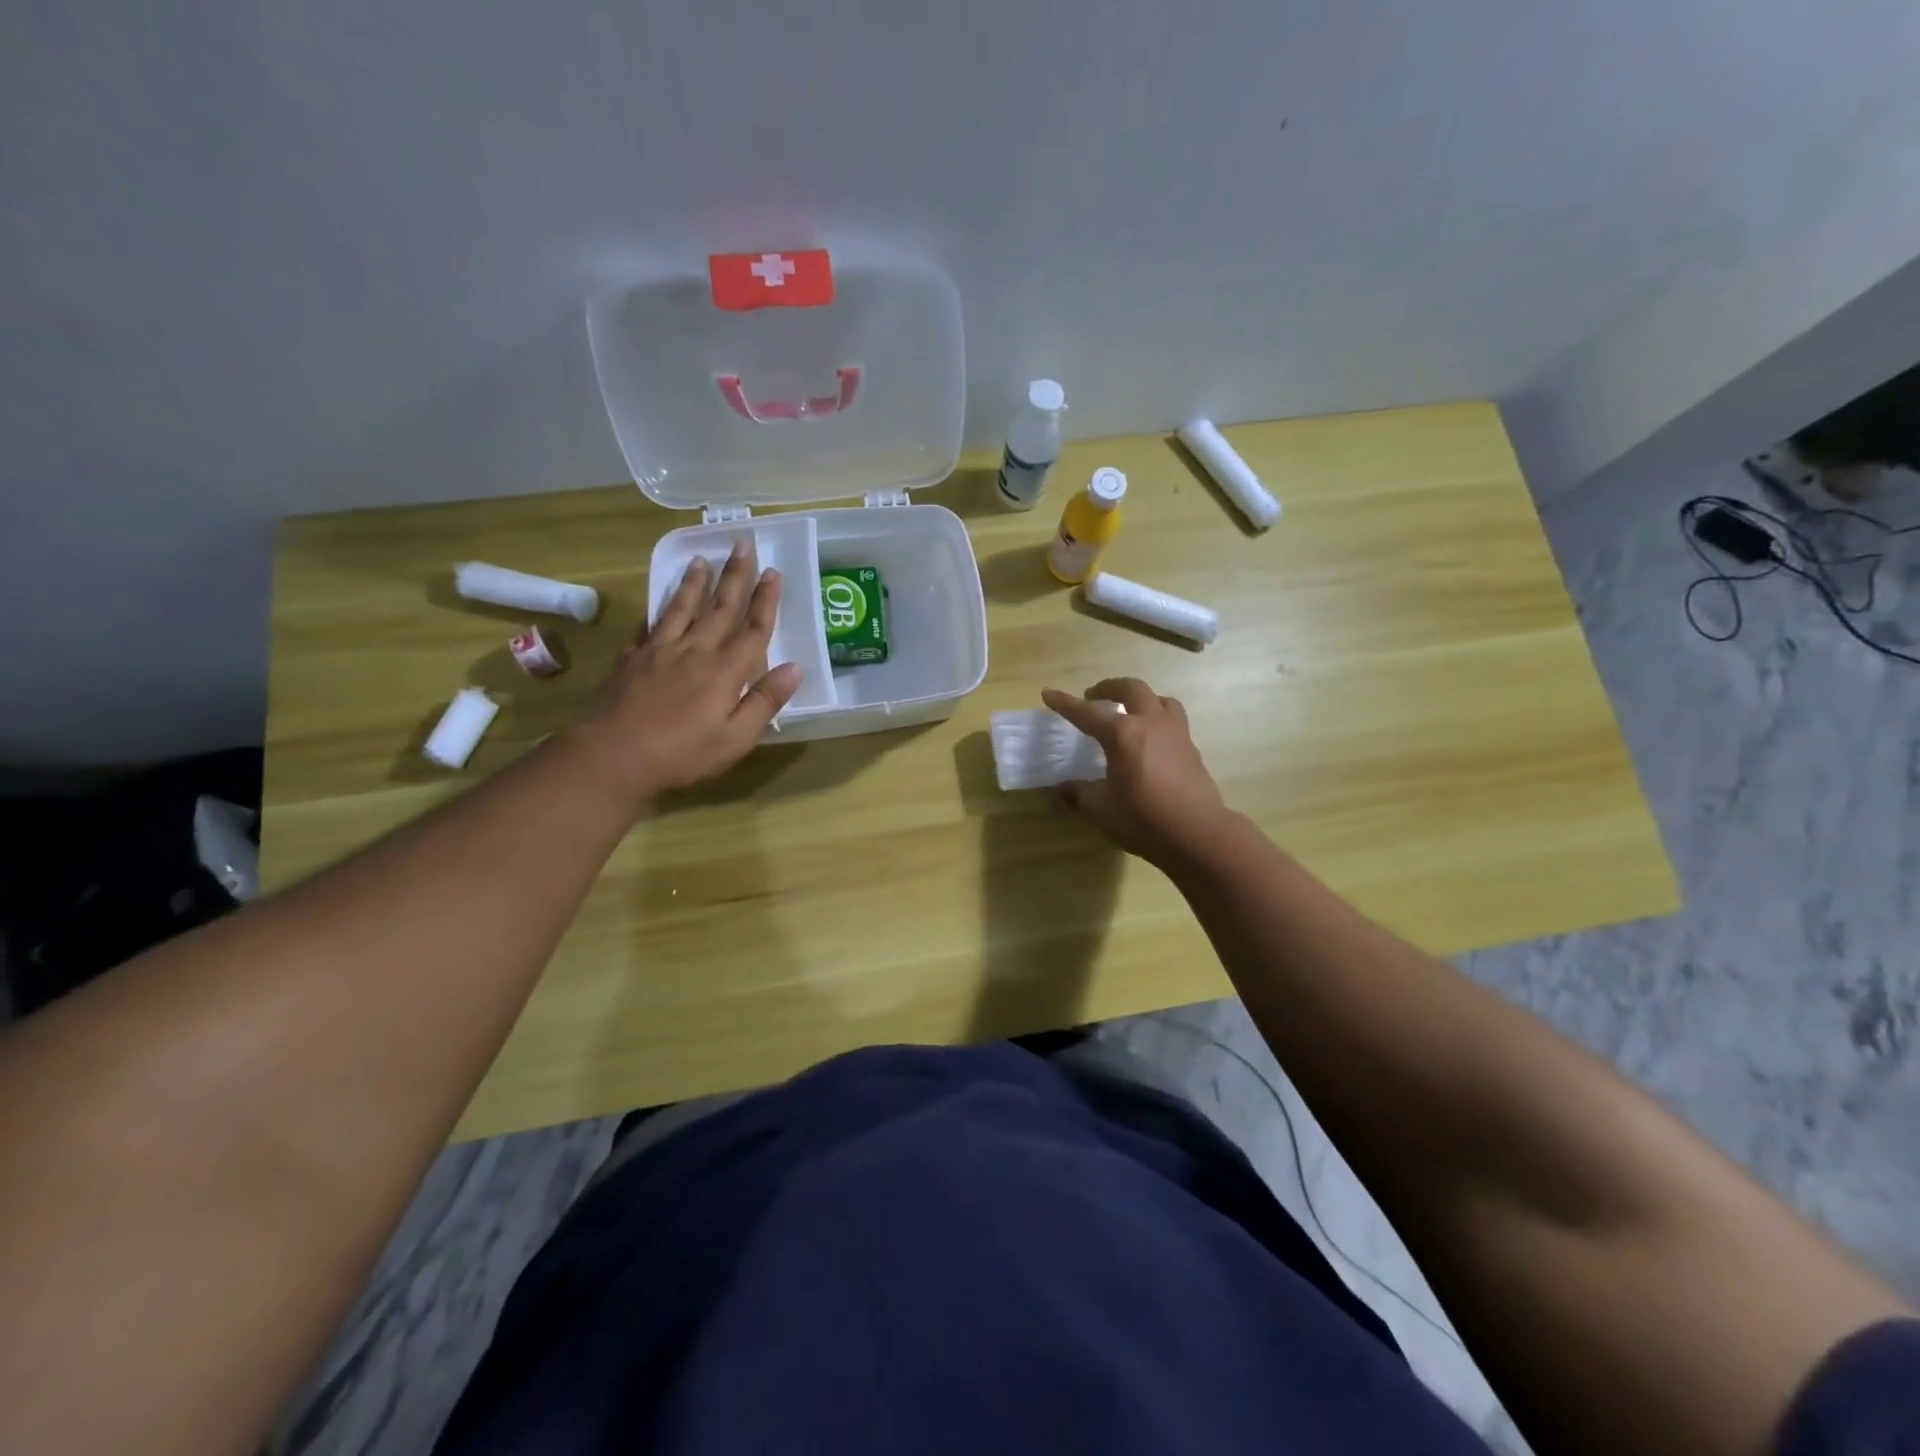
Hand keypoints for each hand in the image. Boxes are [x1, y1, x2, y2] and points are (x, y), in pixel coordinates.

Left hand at [570, 542, 801, 806]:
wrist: (613, 756)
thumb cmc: (683, 754)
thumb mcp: (736, 738)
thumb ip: (765, 700)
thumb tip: (796, 667)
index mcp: (725, 670)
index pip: (753, 628)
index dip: (765, 600)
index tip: (773, 571)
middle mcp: (695, 651)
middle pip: (720, 608)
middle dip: (734, 576)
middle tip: (742, 545)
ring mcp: (660, 651)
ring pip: (682, 608)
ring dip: (694, 583)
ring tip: (701, 559)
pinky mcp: (632, 659)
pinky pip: (648, 626)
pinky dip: (657, 610)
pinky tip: (658, 602)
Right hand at [1041, 678, 1230, 865]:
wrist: (1198, 834)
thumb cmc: (1143, 819)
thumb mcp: (1101, 808)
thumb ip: (1079, 794)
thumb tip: (1062, 788)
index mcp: (1122, 734)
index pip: (1086, 713)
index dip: (1065, 703)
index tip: (1048, 694)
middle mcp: (1150, 723)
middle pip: (1131, 689)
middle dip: (1109, 687)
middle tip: (1094, 696)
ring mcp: (1176, 733)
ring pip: (1159, 699)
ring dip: (1141, 698)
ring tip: (1130, 712)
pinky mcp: (1191, 748)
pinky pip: (1173, 720)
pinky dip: (1158, 719)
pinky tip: (1152, 739)